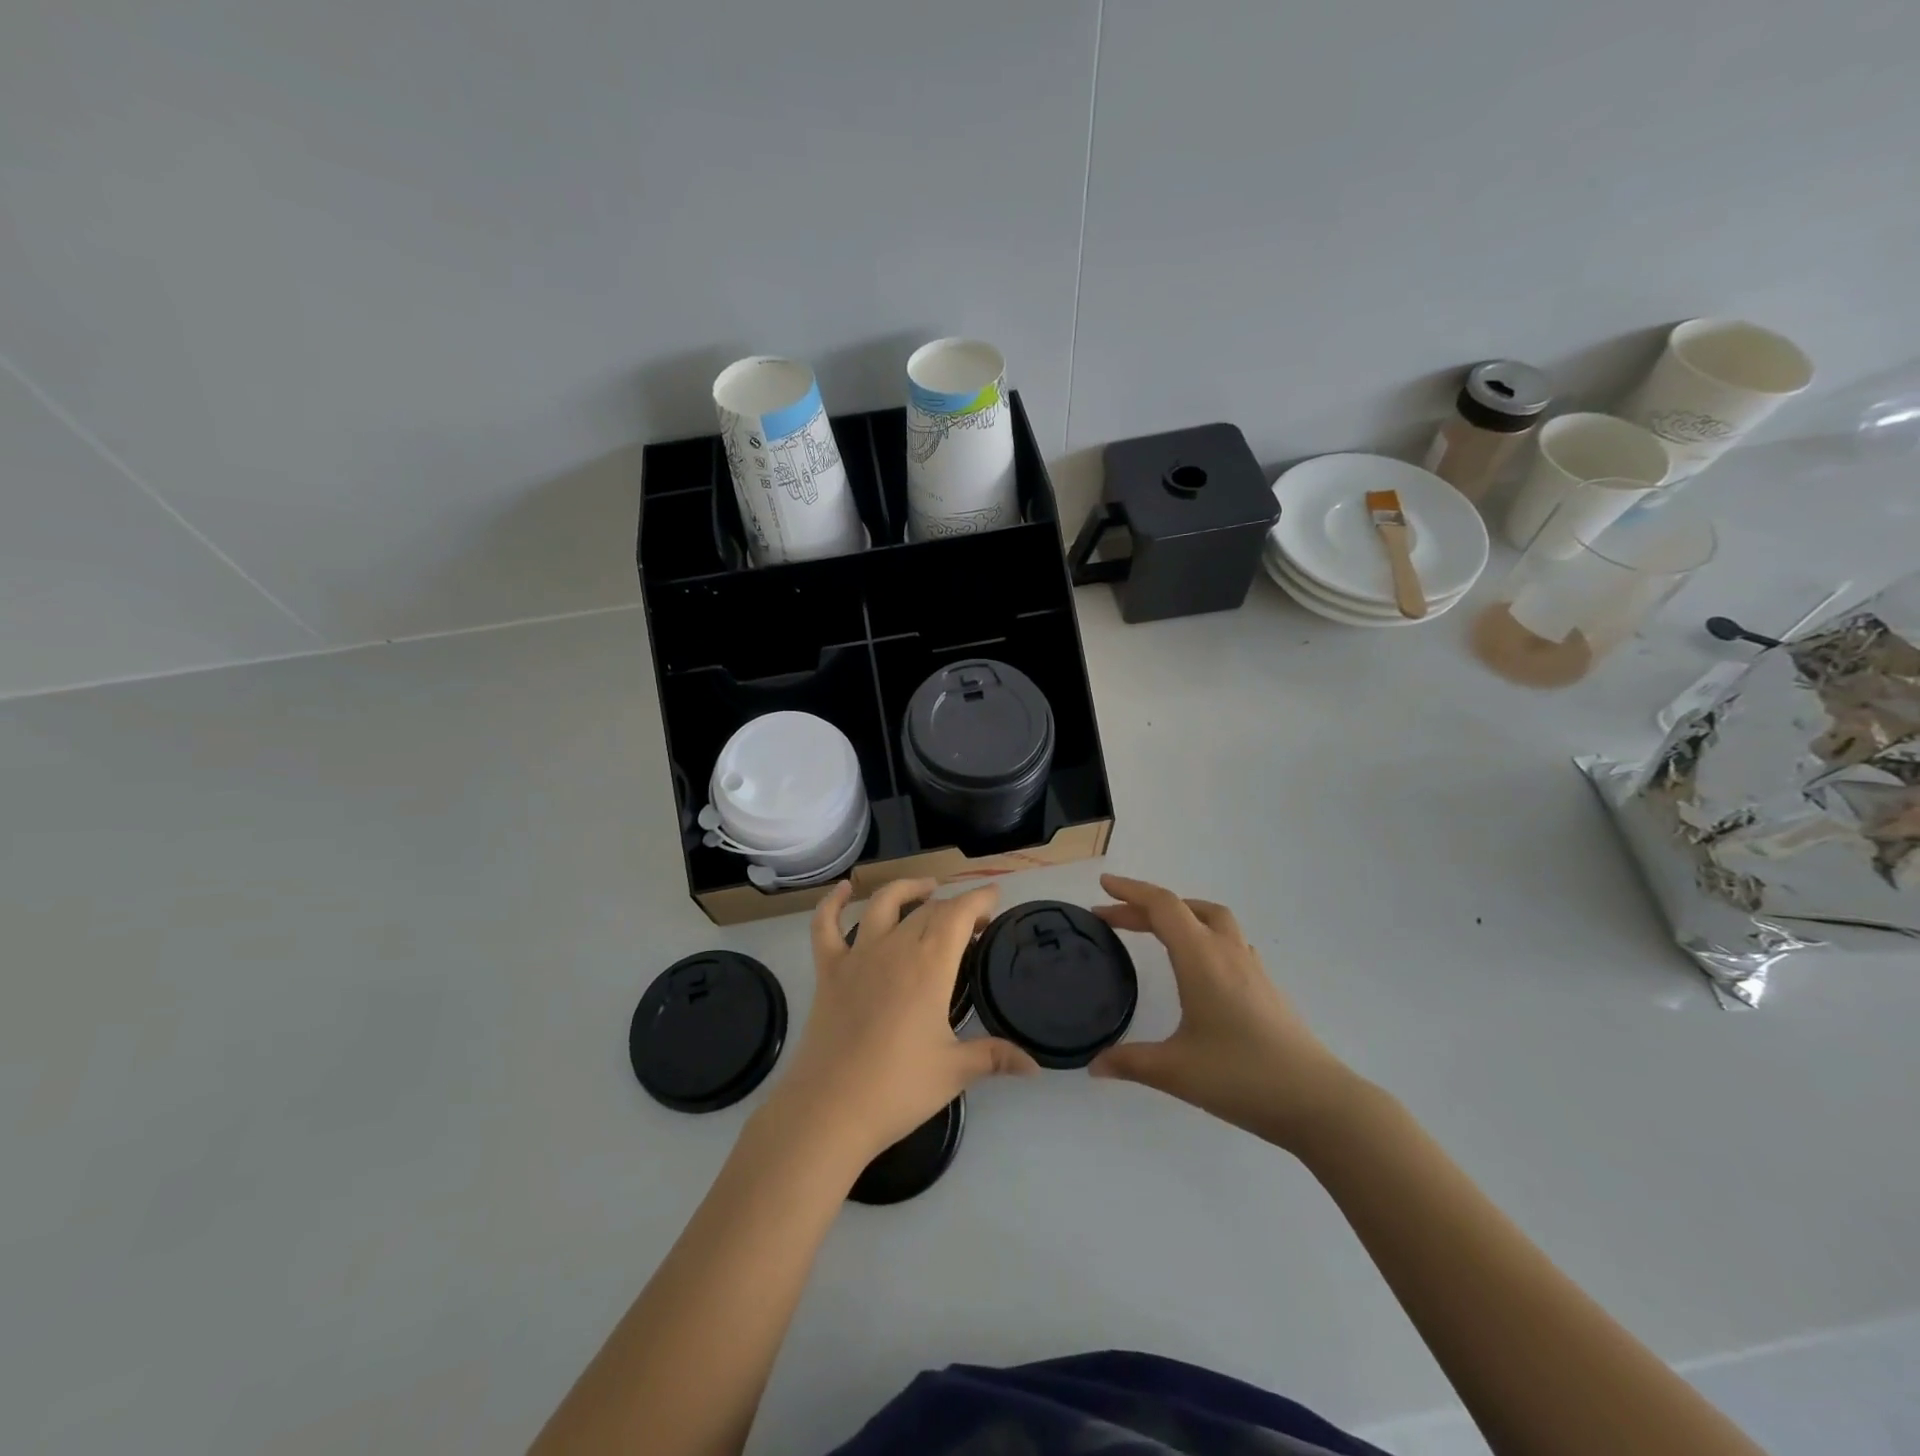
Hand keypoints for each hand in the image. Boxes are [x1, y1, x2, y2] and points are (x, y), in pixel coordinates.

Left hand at [766, 879, 1039, 1169]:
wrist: (830, 1109)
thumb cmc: (898, 1088)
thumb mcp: (955, 1071)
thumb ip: (995, 1057)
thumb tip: (1037, 1067)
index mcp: (930, 965)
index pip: (959, 913)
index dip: (979, 899)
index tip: (995, 897)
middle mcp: (894, 948)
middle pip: (928, 909)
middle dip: (954, 906)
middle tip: (972, 923)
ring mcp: (857, 955)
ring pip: (882, 903)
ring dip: (908, 889)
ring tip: (926, 888)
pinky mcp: (827, 970)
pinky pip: (825, 925)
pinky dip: (831, 903)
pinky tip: (842, 890)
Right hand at [1089, 874, 1359, 1149]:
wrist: (1317, 1101)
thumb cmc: (1241, 1077)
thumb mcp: (1175, 1071)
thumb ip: (1130, 1062)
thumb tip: (1093, 1065)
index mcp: (1201, 958)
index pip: (1162, 906)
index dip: (1131, 891)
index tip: (1104, 886)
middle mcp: (1227, 952)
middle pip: (1184, 908)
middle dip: (1145, 907)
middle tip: (1113, 918)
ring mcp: (1252, 967)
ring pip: (1213, 919)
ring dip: (1180, 915)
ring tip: (1155, 930)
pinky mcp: (1266, 986)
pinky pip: (1229, 941)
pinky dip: (1203, 936)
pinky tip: (1198, 965)